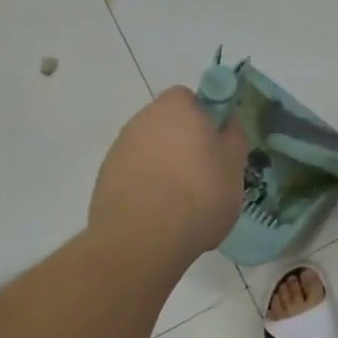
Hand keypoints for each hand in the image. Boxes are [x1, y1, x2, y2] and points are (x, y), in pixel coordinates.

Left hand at [89, 86, 250, 258]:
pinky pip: (133, 174)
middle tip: (203, 175)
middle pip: (168, 124)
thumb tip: (227, 124)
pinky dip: (145, 186)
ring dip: (163, 166)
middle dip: (183, 143)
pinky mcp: (104, 177)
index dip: (205, 118)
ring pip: (149, 149)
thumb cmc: (199, 195)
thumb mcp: (234, 167)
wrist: (142, 239)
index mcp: (176, 107)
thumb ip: (233, 138)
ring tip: (181, 202)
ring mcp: (119, 147)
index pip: (190, 98)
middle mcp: (143, 119)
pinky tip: (158, 214)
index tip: (216, 146)